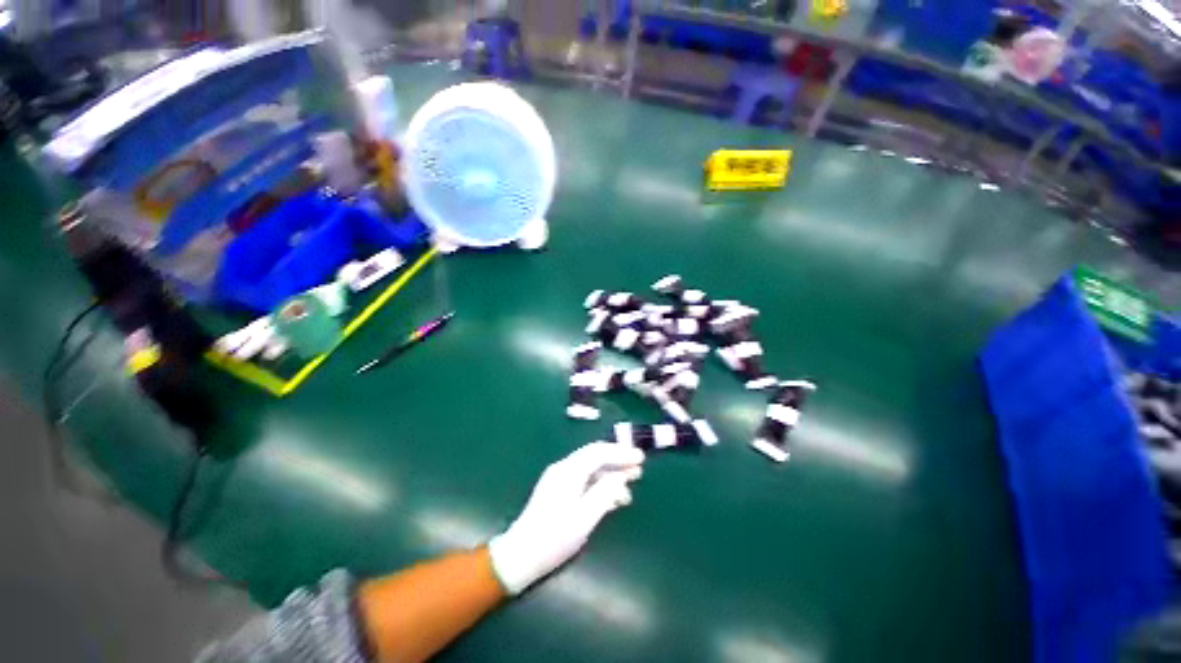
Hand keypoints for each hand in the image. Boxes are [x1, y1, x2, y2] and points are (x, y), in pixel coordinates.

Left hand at [488, 442, 644, 594]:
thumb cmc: (554, 538)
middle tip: (638, 470)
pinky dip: (599, 484)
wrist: (520, 555)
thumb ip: (605, 492)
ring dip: (610, 475)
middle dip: (617, 461)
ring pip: (590, 468)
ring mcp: (559, 478)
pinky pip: (584, 479)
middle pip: (595, 456)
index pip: (599, 453)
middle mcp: (563, 468)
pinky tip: (611, 498)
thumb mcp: (585, 517)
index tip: (640, 458)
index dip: (621, 453)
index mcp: (569, 470)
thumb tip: (621, 475)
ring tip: (629, 490)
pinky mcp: (557, 490)